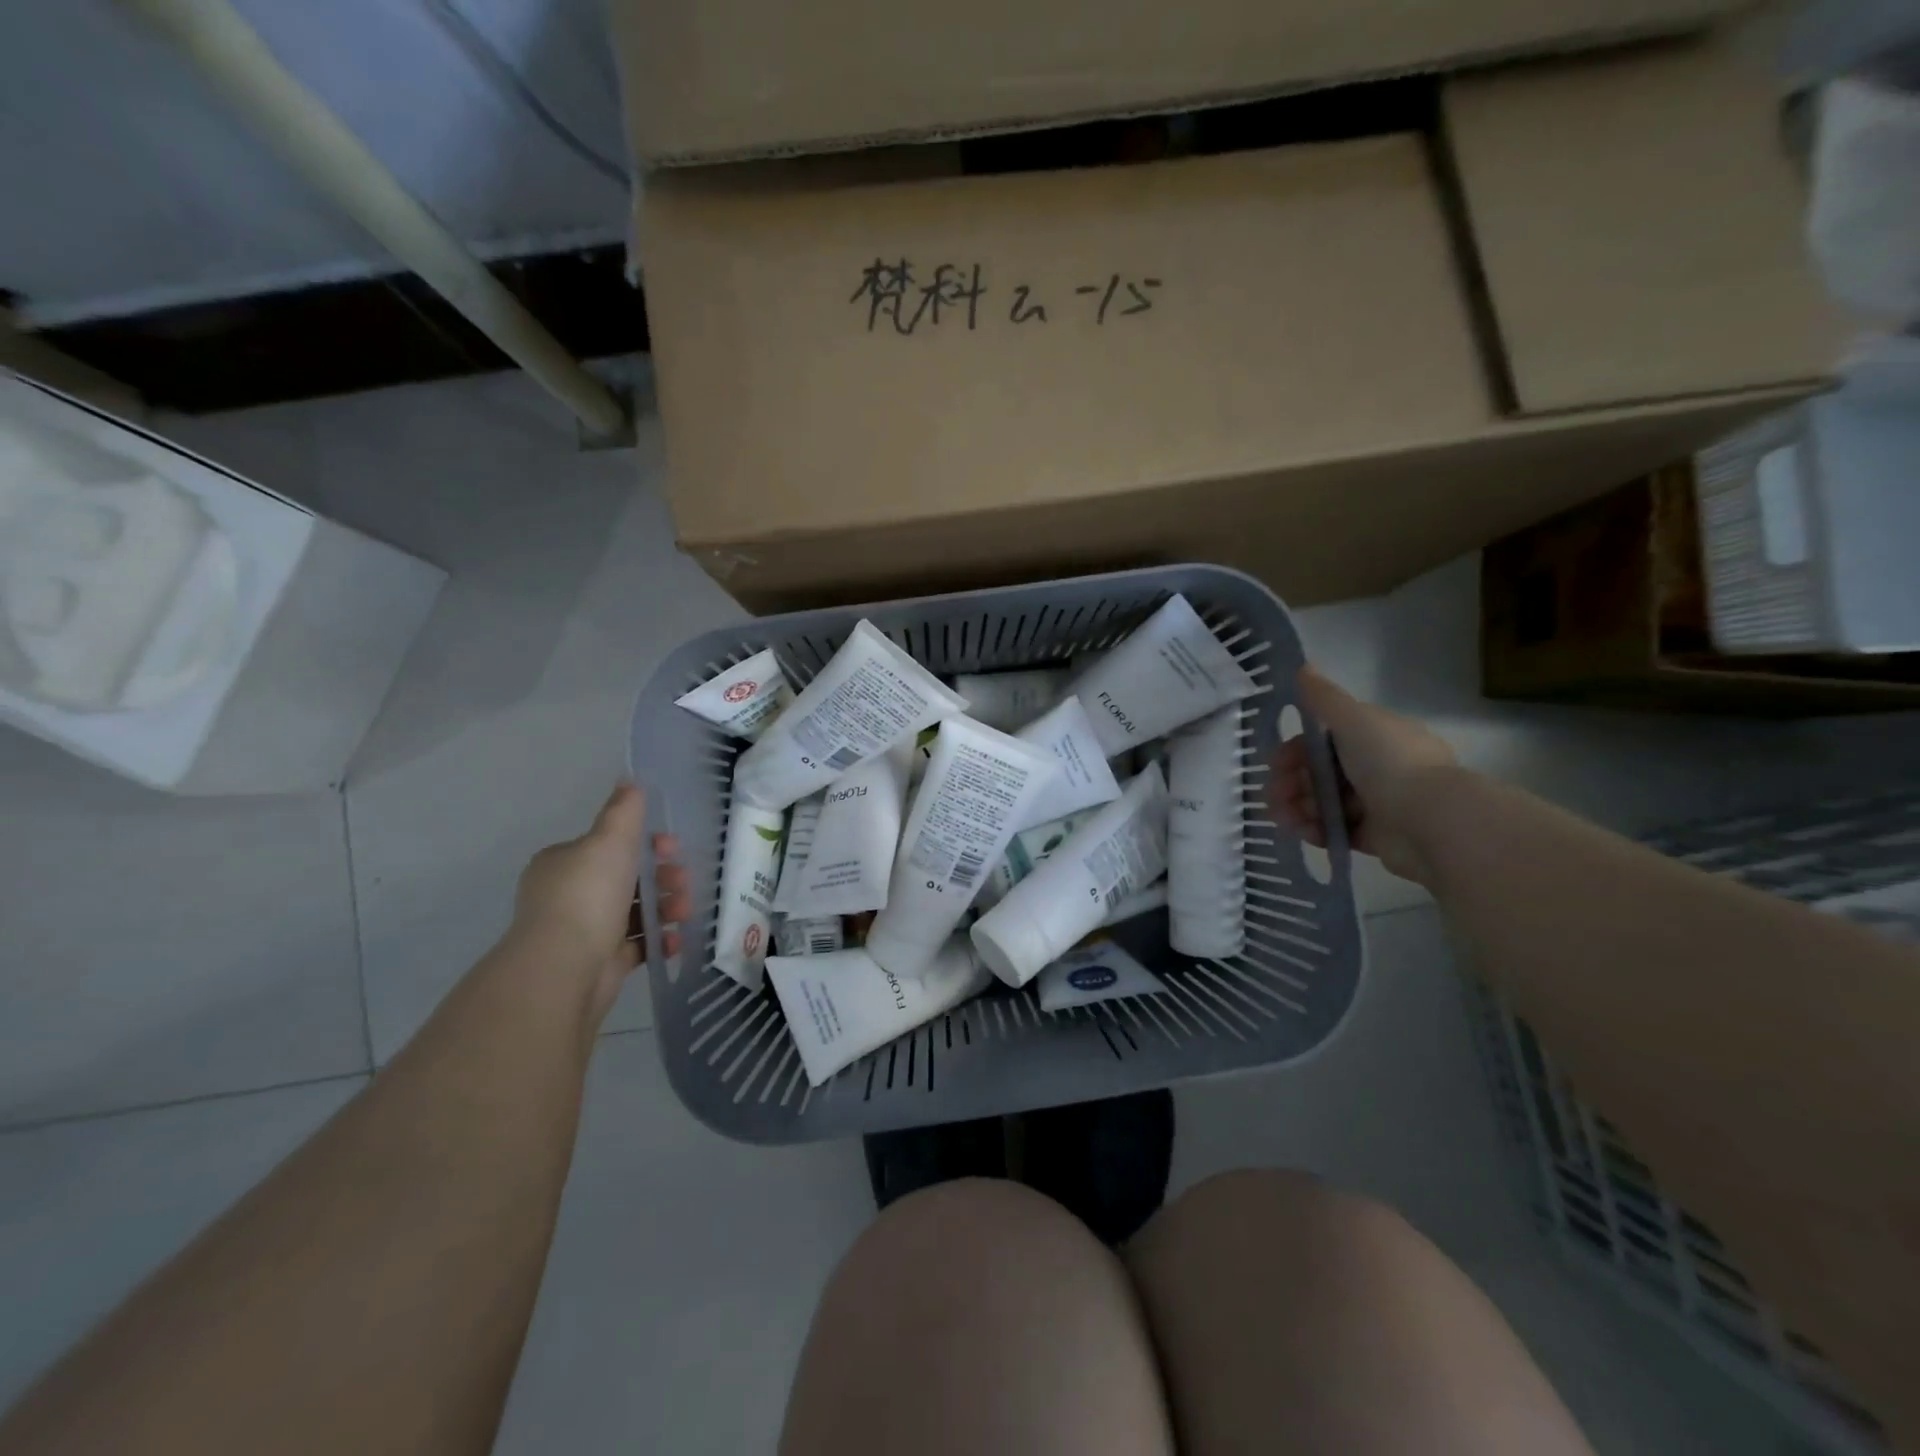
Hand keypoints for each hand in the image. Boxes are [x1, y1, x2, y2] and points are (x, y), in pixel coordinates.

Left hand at [510, 783, 694, 1020]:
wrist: (565, 966)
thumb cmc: (588, 894)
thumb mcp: (610, 840)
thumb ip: (624, 810)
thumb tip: (629, 779)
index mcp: (564, 863)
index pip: (608, 845)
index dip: (645, 843)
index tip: (672, 848)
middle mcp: (568, 895)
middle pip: (626, 879)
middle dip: (662, 878)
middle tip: (684, 882)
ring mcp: (582, 931)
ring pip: (634, 912)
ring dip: (666, 908)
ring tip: (685, 913)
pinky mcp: (598, 963)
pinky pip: (635, 946)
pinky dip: (658, 940)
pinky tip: (675, 939)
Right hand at [1270, 666, 1457, 884]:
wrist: (1431, 820)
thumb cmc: (1390, 762)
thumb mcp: (1353, 719)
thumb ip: (1323, 697)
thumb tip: (1301, 666)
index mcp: (1375, 736)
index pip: (1324, 740)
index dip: (1295, 750)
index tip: (1274, 763)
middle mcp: (1378, 767)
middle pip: (1320, 773)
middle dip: (1290, 782)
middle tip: (1272, 796)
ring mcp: (1378, 803)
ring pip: (1324, 802)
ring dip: (1297, 807)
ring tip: (1282, 819)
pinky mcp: (1376, 836)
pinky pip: (1336, 830)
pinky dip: (1315, 830)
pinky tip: (1301, 832)